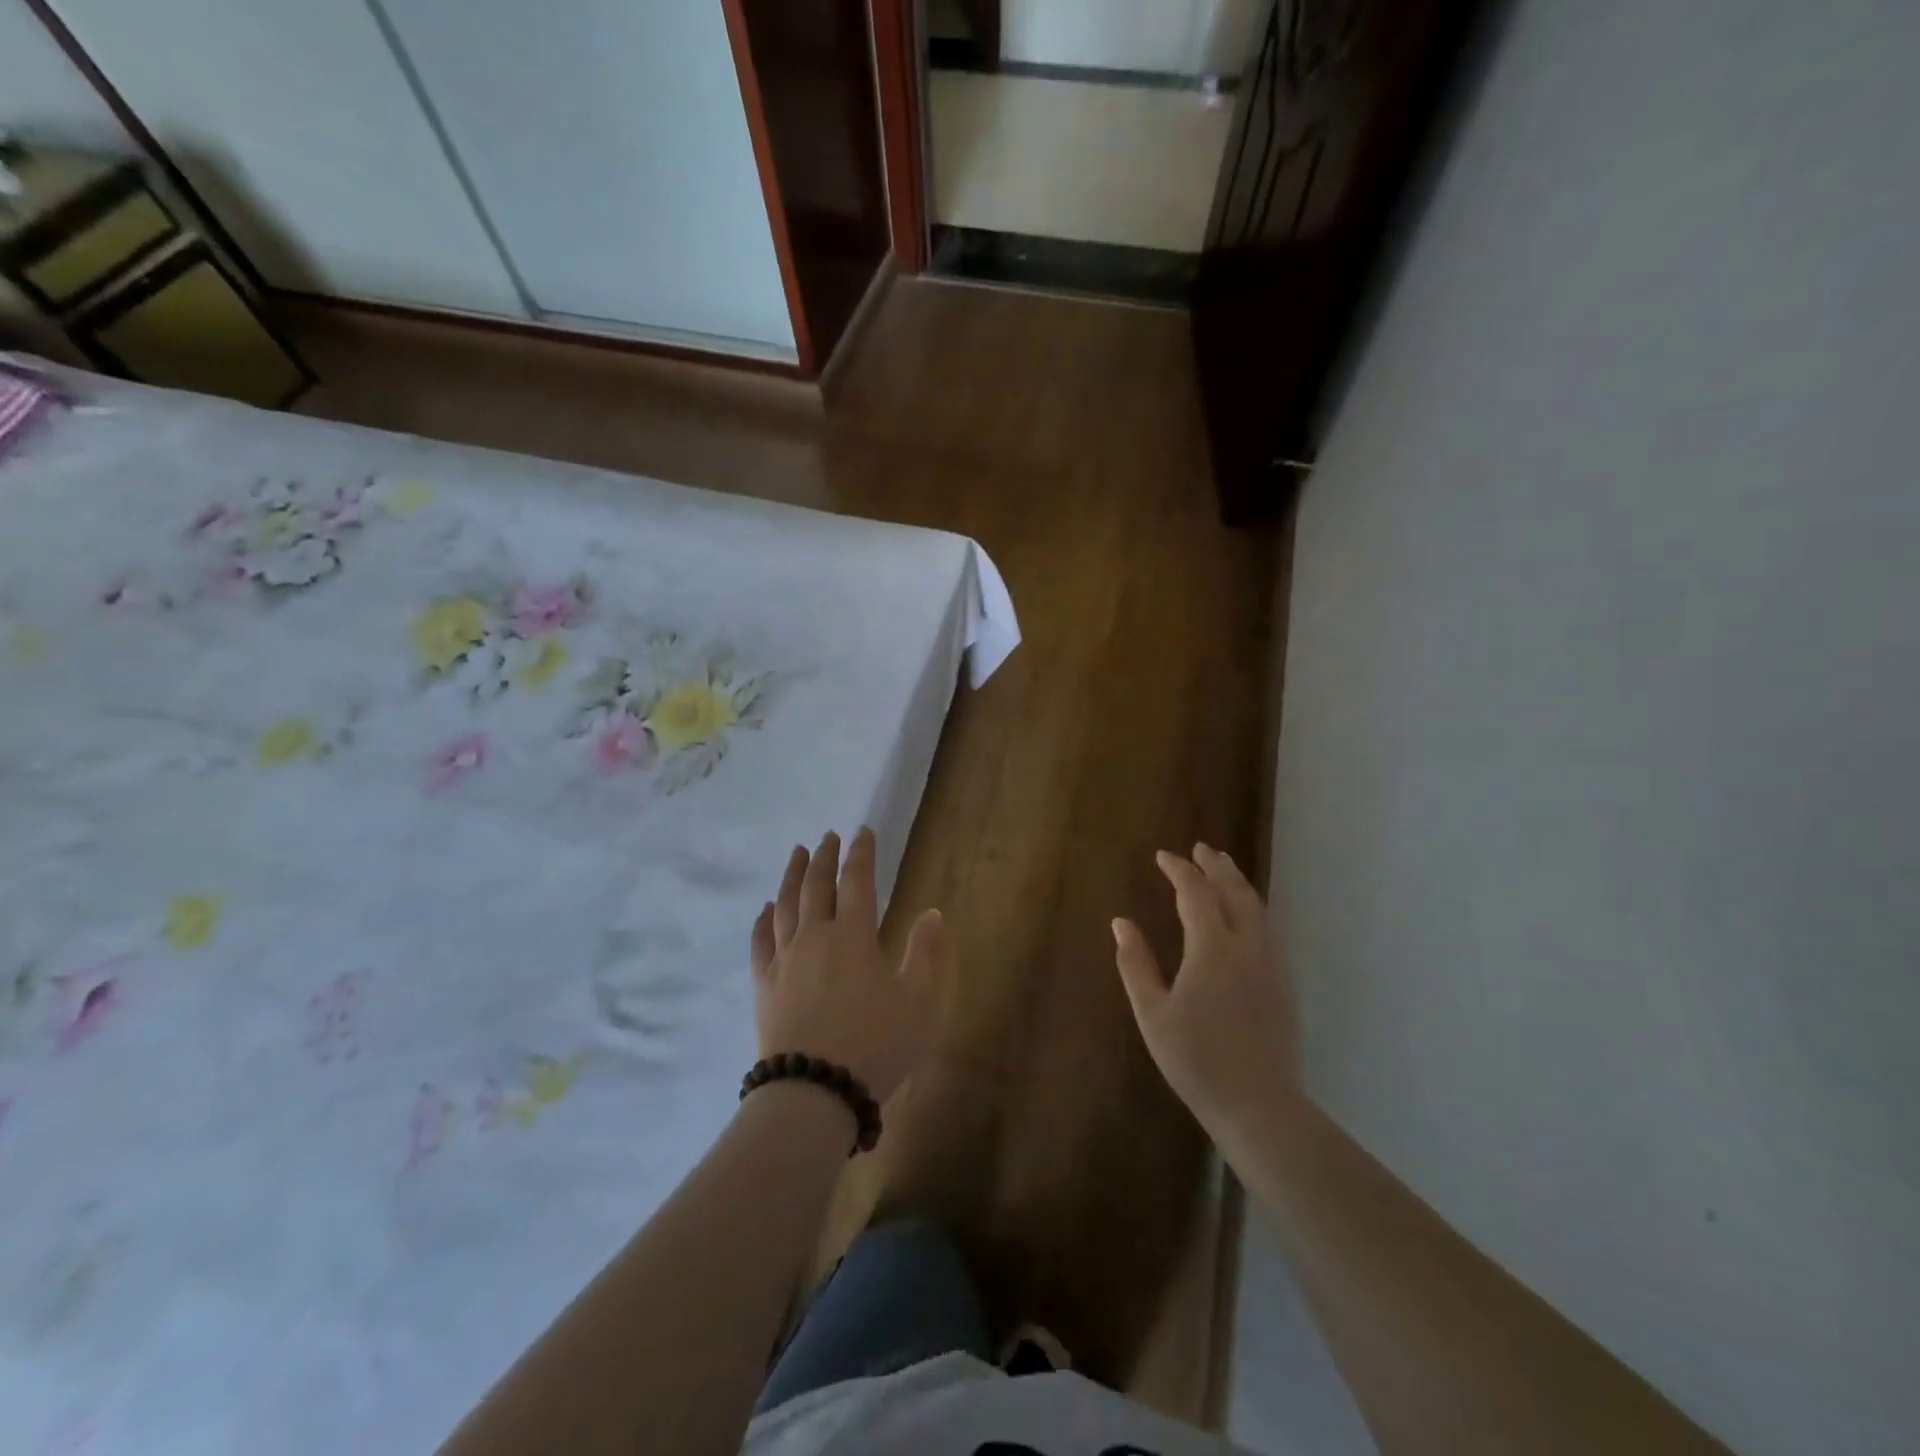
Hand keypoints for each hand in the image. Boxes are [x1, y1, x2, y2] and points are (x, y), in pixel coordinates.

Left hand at [750, 828, 943, 1105]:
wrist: (815, 1092)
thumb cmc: (875, 1046)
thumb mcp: (918, 1003)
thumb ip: (926, 955)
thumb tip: (933, 914)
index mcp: (854, 936)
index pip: (858, 881)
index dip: (861, 854)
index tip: (863, 832)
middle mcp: (816, 937)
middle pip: (817, 885)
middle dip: (824, 856)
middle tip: (828, 836)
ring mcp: (785, 960)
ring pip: (786, 905)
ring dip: (792, 875)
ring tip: (797, 854)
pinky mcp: (764, 984)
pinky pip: (760, 941)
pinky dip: (763, 919)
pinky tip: (766, 908)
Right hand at [1113, 844, 1299, 1138]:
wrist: (1259, 1105)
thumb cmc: (1196, 1059)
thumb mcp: (1152, 1013)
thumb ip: (1135, 963)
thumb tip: (1120, 923)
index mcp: (1212, 949)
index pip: (1196, 893)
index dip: (1179, 870)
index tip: (1163, 856)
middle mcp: (1247, 946)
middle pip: (1234, 891)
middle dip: (1216, 865)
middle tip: (1200, 848)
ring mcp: (1271, 964)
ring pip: (1258, 907)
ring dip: (1238, 882)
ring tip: (1224, 869)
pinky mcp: (1284, 982)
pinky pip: (1269, 928)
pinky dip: (1253, 906)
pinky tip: (1246, 914)